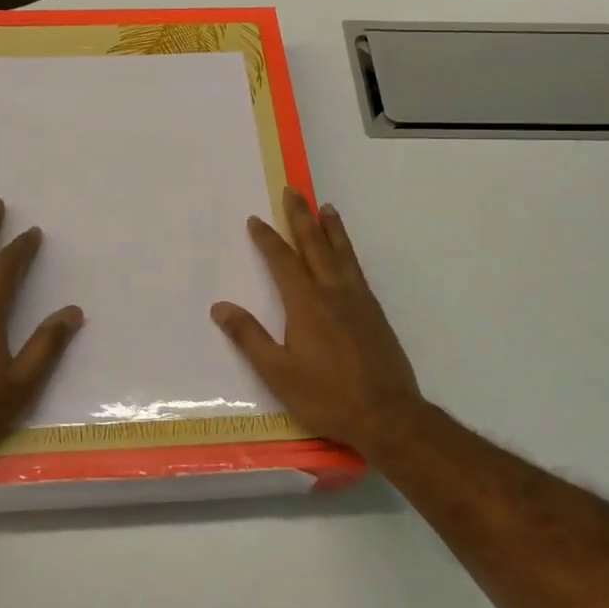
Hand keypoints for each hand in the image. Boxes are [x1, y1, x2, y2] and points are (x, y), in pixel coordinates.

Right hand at [212, 191, 427, 460]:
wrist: (388, 415)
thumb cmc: (327, 396)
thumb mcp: (278, 373)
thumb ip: (249, 337)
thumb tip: (220, 307)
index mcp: (307, 304)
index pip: (283, 261)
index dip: (268, 239)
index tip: (256, 219)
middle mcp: (333, 293)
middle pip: (315, 246)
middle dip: (301, 217)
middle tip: (294, 191)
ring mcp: (359, 301)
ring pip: (342, 254)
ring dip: (331, 229)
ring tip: (326, 207)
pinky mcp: (375, 314)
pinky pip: (357, 270)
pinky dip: (348, 252)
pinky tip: (346, 256)